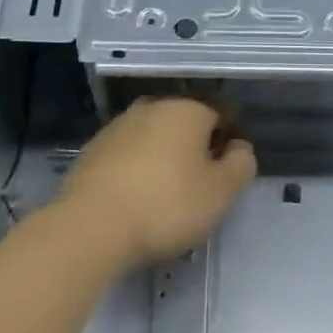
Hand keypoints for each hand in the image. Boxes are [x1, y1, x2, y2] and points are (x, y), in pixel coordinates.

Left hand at [60, 97, 256, 268]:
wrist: (91, 226)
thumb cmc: (166, 205)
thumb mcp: (221, 192)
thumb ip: (241, 164)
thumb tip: (239, 147)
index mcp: (187, 109)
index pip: (221, 114)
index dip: (231, 141)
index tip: (229, 173)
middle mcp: (152, 107)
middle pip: (185, 123)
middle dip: (196, 148)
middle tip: (200, 187)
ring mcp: (118, 126)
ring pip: (154, 137)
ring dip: (165, 158)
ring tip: (167, 196)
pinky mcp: (93, 149)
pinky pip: (128, 154)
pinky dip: (137, 169)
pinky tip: (137, 199)